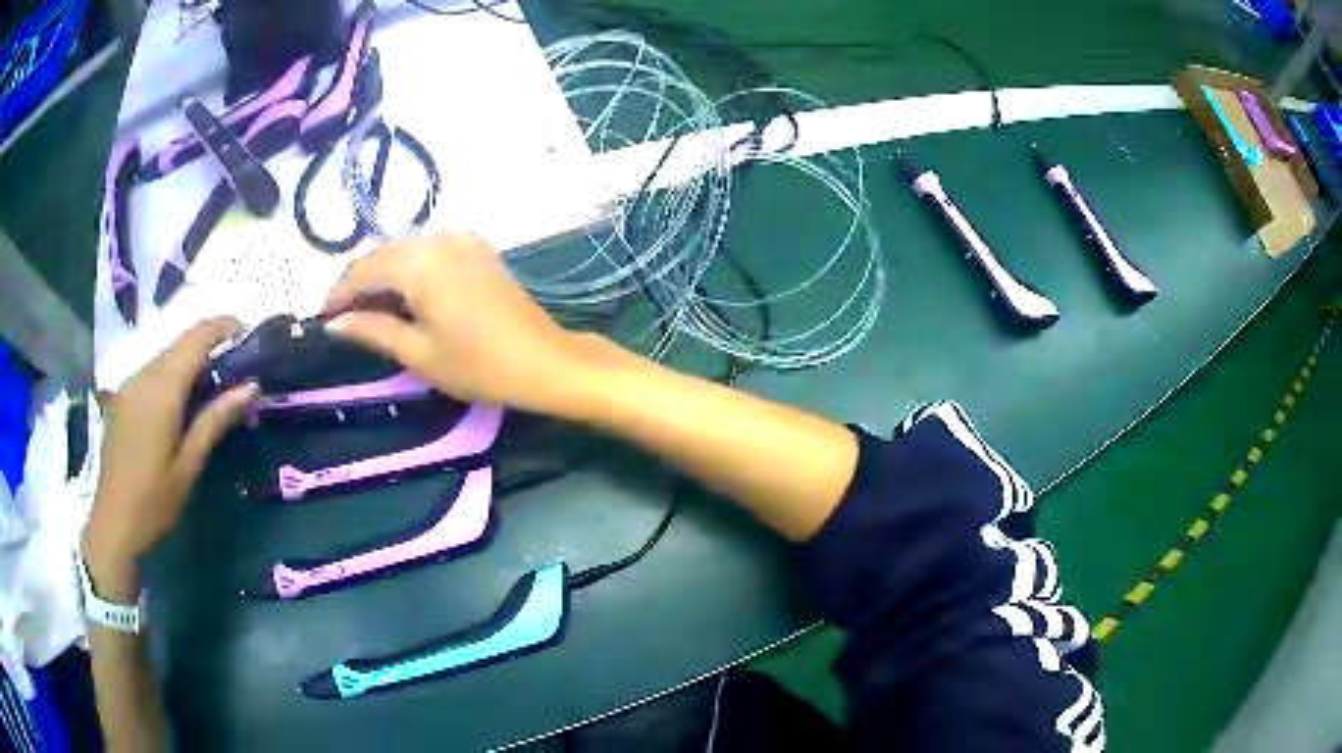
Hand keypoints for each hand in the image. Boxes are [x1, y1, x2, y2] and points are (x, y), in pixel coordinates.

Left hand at [83, 318, 258, 600]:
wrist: (113, 523)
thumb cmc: (154, 501)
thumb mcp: (189, 465)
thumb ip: (215, 420)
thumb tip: (251, 386)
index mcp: (163, 389)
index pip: (196, 337)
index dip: (223, 326)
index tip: (247, 329)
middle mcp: (144, 375)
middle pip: (180, 342)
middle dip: (208, 345)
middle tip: (234, 367)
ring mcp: (129, 385)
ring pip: (165, 356)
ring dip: (189, 361)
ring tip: (210, 388)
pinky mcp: (122, 398)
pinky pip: (152, 372)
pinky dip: (171, 375)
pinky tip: (179, 403)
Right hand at [324, 231, 602, 416]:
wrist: (543, 359)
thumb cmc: (477, 365)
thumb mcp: (417, 353)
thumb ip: (372, 330)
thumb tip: (334, 323)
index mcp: (419, 263)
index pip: (364, 269)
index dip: (339, 293)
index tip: (323, 319)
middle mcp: (438, 239)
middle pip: (384, 254)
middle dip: (359, 283)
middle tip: (343, 318)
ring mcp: (462, 239)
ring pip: (406, 250)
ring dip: (384, 275)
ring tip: (369, 310)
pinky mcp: (477, 247)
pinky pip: (430, 250)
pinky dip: (410, 269)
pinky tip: (404, 295)